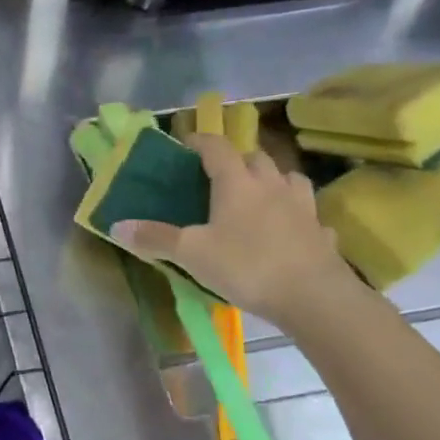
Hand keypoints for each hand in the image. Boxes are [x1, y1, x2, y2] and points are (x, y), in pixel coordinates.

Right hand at [112, 133, 354, 327]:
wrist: (315, 298)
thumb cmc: (247, 266)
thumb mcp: (191, 254)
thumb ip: (155, 238)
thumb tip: (116, 226)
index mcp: (237, 182)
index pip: (217, 147)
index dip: (199, 141)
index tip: (185, 145)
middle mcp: (271, 185)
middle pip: (255, 157)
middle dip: (237, 161)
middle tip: (219, 177)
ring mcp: (302, 208)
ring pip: (288, 179)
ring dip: (272, 181)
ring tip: (259, 197)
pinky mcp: (323, 233)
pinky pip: (310, 216)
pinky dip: (298, 218)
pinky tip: (291, 232)